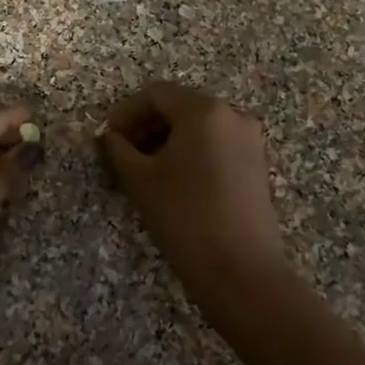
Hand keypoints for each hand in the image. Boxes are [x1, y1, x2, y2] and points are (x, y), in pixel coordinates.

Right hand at [99, 82, 293, 315]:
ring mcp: (250, 139)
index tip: (107, 137)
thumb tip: (111, 137)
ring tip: (145, 169)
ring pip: (199, 126)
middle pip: (180, 106)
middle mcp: (232, 114)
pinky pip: (217, 143)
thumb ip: (119, 149)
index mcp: (204, 110)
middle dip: (147, 125)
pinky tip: (175, 179)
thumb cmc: (184, 217)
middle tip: (122, 152)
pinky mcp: (257, 164)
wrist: (240, 270)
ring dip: (168, 139)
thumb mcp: (140, 180)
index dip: (126, 112)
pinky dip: (192, 151)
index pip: (157, 94)